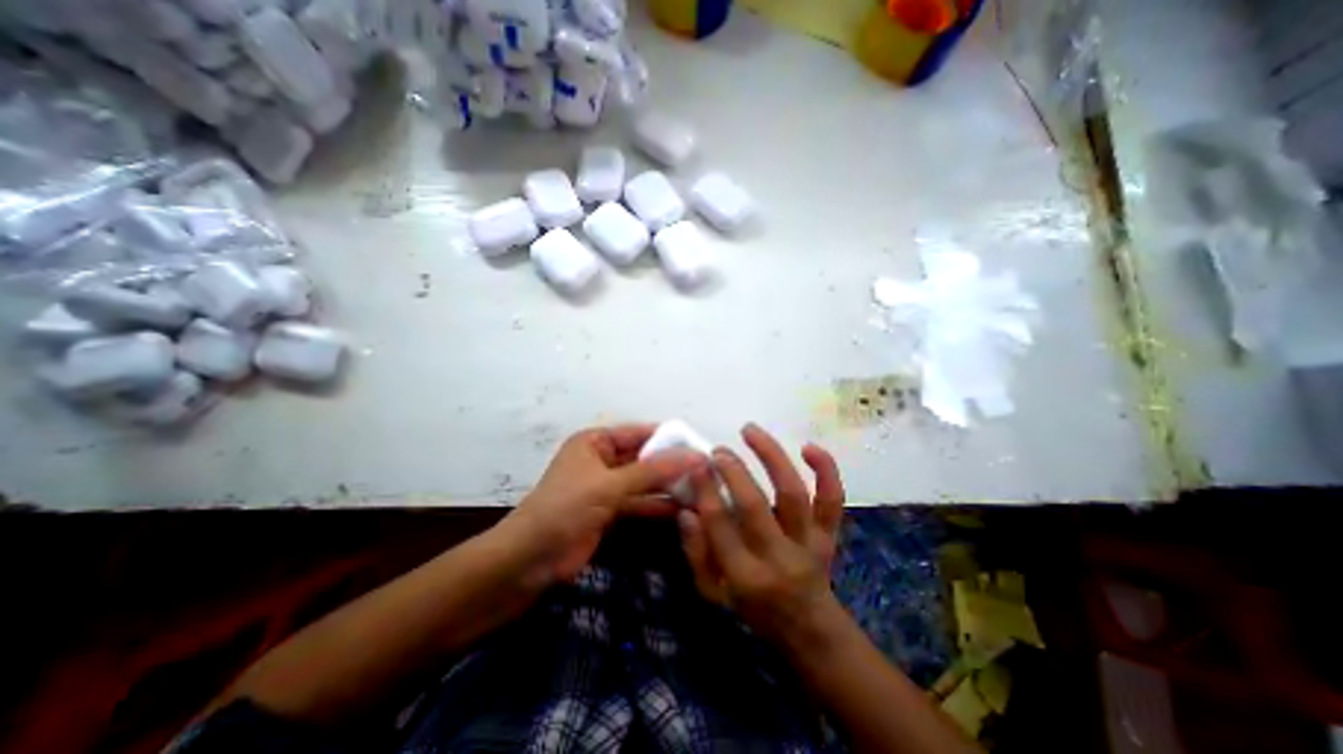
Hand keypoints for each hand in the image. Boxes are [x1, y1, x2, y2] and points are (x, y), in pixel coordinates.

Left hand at [500, 425, 702, 581]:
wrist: (530, 560)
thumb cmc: (566, 508)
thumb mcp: (610, 485)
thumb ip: (653, 471)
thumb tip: (696, 456)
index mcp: (595, 442)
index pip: (639, 432)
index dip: (668, 437)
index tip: (699, 444)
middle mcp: (602, 459)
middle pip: (643, 457)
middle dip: (671, 463)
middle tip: (706, 469)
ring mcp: (606, 487)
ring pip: (644, 481)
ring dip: (668, 485)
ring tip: (701, 488)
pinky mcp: (609, 511)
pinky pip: (639, 502)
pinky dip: (658, 505)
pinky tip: (683, 508)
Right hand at [678, 425, 843, 647]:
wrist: (808, 628)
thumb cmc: (753, 609)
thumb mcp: (713, 593)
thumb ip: (696, 553)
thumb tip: (687, 510)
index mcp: (745, 576)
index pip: (720, 524)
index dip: (705, 489)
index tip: (696, 463)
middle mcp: (779, 558)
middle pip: (754, 505)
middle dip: (733, 471)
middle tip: (718, 451)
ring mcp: (809, 543)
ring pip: (792, 493)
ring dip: (771, 456)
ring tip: (750, 431)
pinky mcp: (829, 534)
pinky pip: (832, 500)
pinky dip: (826, 470)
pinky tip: (809, 446)